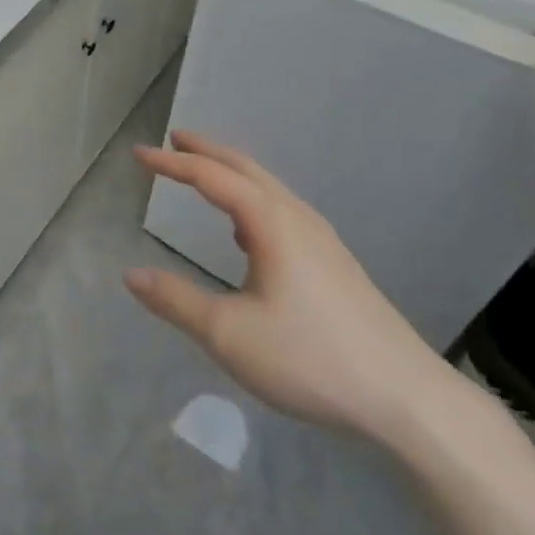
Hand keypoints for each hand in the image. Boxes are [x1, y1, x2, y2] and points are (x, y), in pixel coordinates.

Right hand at [127, 131, 473, 447]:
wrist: (403, 395)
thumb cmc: (310, 358)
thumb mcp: (229, 334)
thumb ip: (176, 301)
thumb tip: (131, 275)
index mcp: (270, 222)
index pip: (211, 177)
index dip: (172, 163)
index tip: (139, 153)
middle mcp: (297, 217)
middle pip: (245, 168)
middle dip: (206, 151)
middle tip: (173, 139)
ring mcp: (322, 238)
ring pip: (268, 188)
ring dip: (232, 174)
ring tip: (204, 176)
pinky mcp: (334, 262)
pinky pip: (283, 211)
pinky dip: (253, 200)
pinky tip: (246, 233)